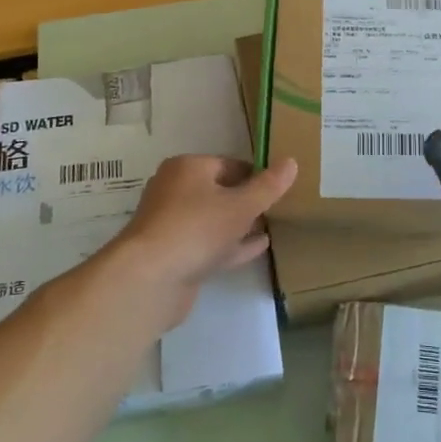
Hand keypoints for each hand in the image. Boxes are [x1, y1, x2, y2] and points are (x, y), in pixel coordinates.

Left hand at [102, 154, 297, 332]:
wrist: (149, 279)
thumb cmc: (196, 228)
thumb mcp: (241, 205)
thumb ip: (268, 186)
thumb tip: (291, 161)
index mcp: (187, 168)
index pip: (229, 164)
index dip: (256, 174)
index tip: (279, 188)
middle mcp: (175, 191)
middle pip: (219, 191)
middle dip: (246, 199)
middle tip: (277, 207)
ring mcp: (172, 225)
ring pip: (213, 220)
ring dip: (240, 224)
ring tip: (270, 226)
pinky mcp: (174, 256)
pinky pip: (209, 244)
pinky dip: (232, 244)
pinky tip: (259, 247)